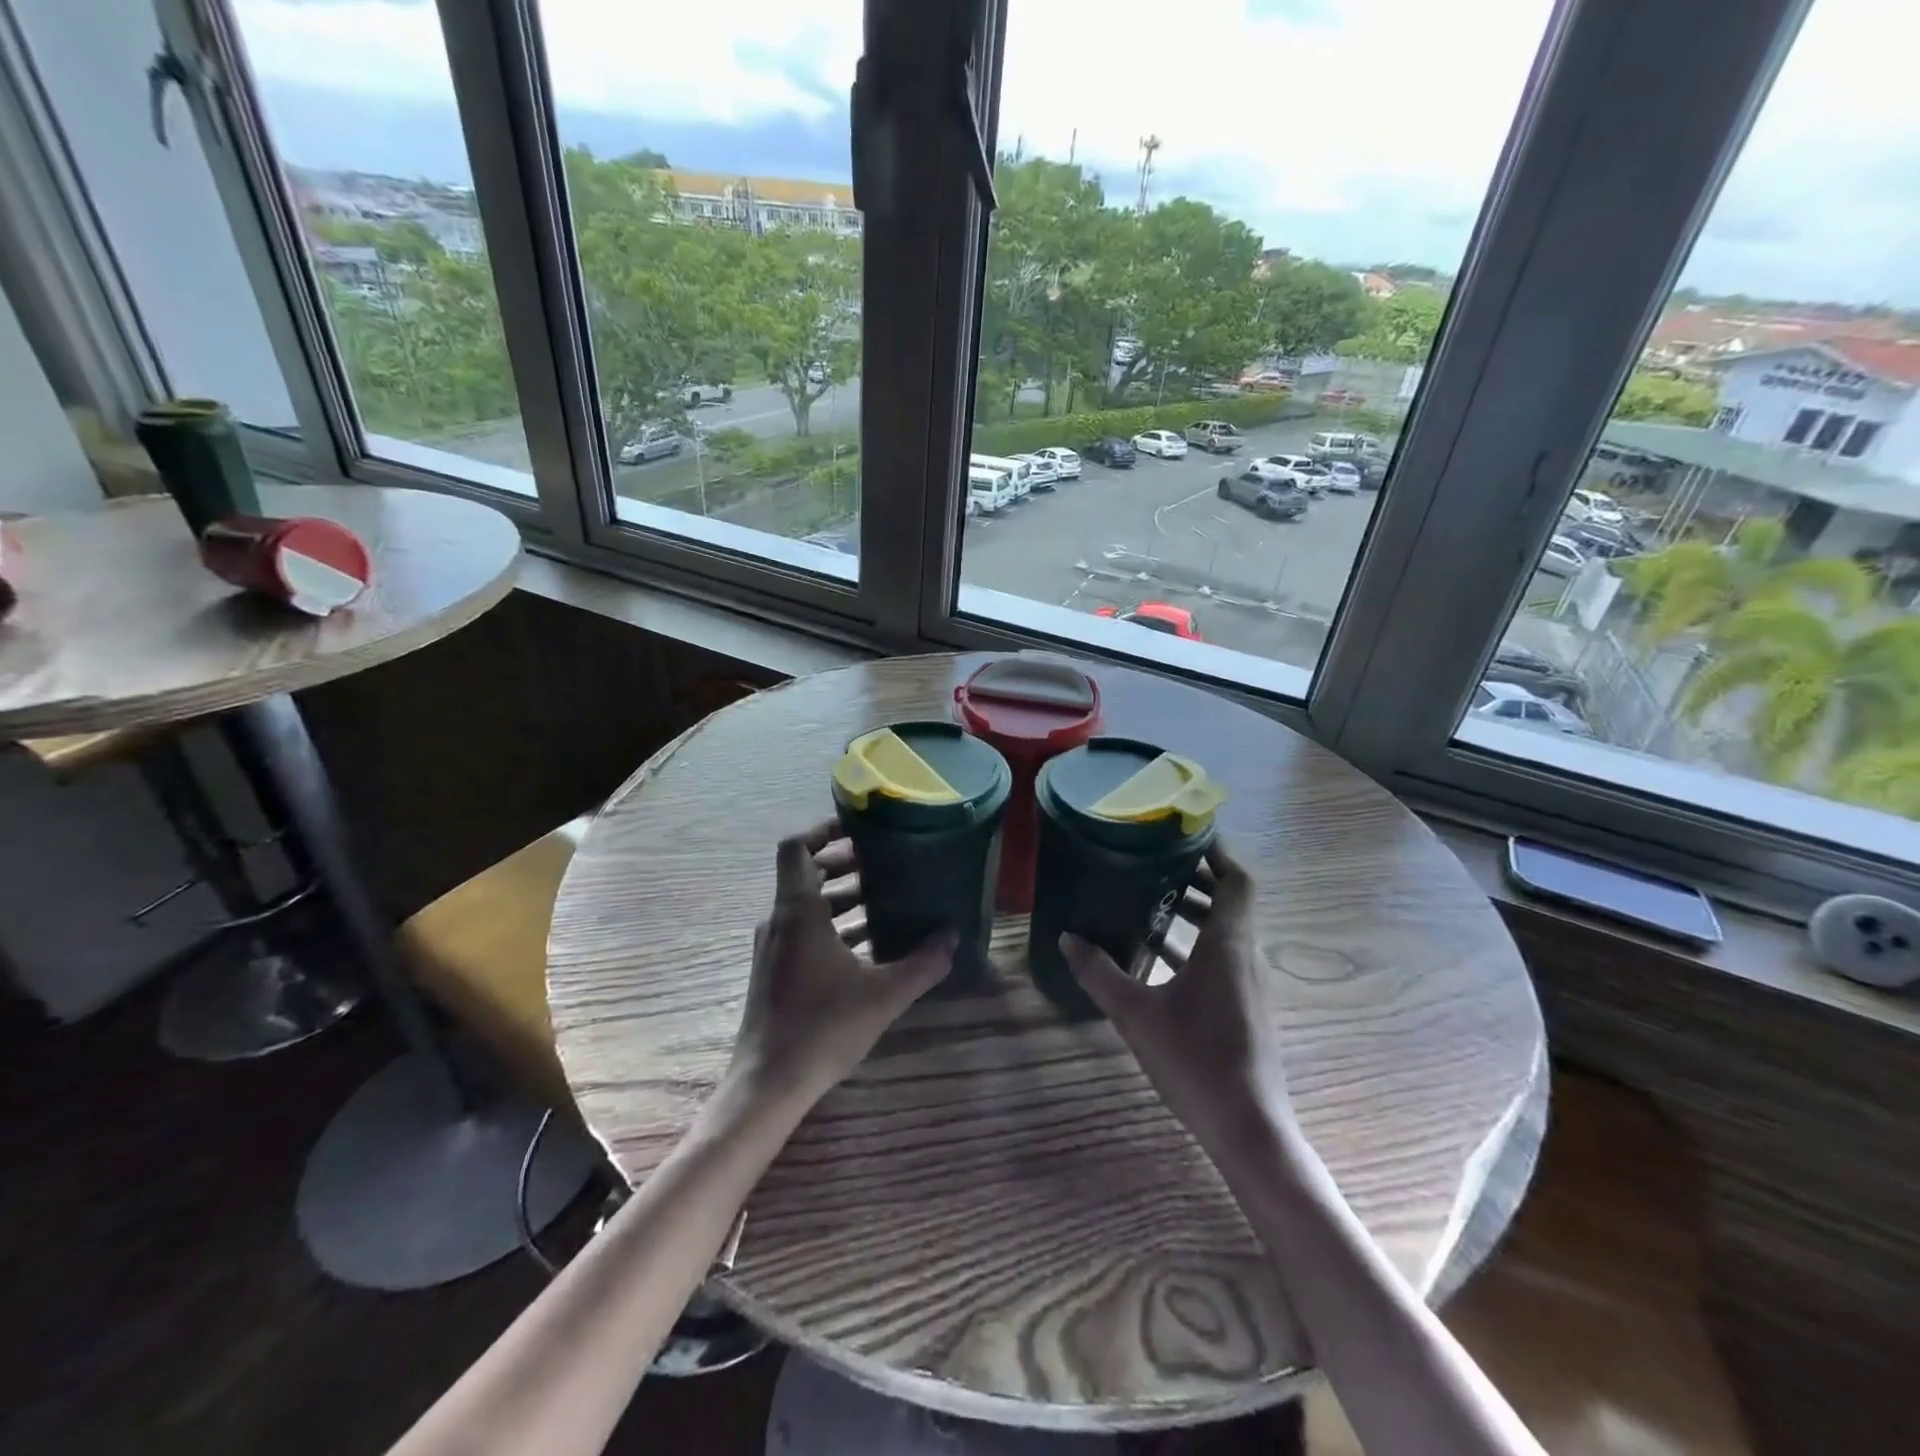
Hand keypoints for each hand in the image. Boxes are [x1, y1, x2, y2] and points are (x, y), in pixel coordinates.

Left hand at [729, 820, 955, 1105]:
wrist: (769, 1083)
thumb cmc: (823, 1028)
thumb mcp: (884, 994)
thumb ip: (923, 963)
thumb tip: (954, 937)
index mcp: (798, 911)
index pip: (795, 847)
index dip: (822, 829)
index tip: (858, 829)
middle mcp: (779, 920)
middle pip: (806, 872)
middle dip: (844, 863)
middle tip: (884, 862)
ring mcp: (774, 946)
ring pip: (806, 904)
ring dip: (841, 896)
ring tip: (884, 899)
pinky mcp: (775, 970)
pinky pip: (803, 929)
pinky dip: (832, 924)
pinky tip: (868, 942)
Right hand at [1060, 842, 1295, 1155]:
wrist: (1248, 1127)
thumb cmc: (1195, 1060)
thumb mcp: (1136, 1014)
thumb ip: (1100, 973)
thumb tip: (1068, 939)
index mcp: (1228, 945)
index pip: (1237, 880)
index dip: (1218, 852)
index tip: (1187, 834)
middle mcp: (1246, 956)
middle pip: (1232, 902)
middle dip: (1199, 879)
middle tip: (1156, 864)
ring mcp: (1250, 984)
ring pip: (1228, 931)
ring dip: (1196, 913)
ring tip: (1152, 902)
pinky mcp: (1247, 1007)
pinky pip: (1224, 957)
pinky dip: (1198, 944)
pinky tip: (1160, 957)